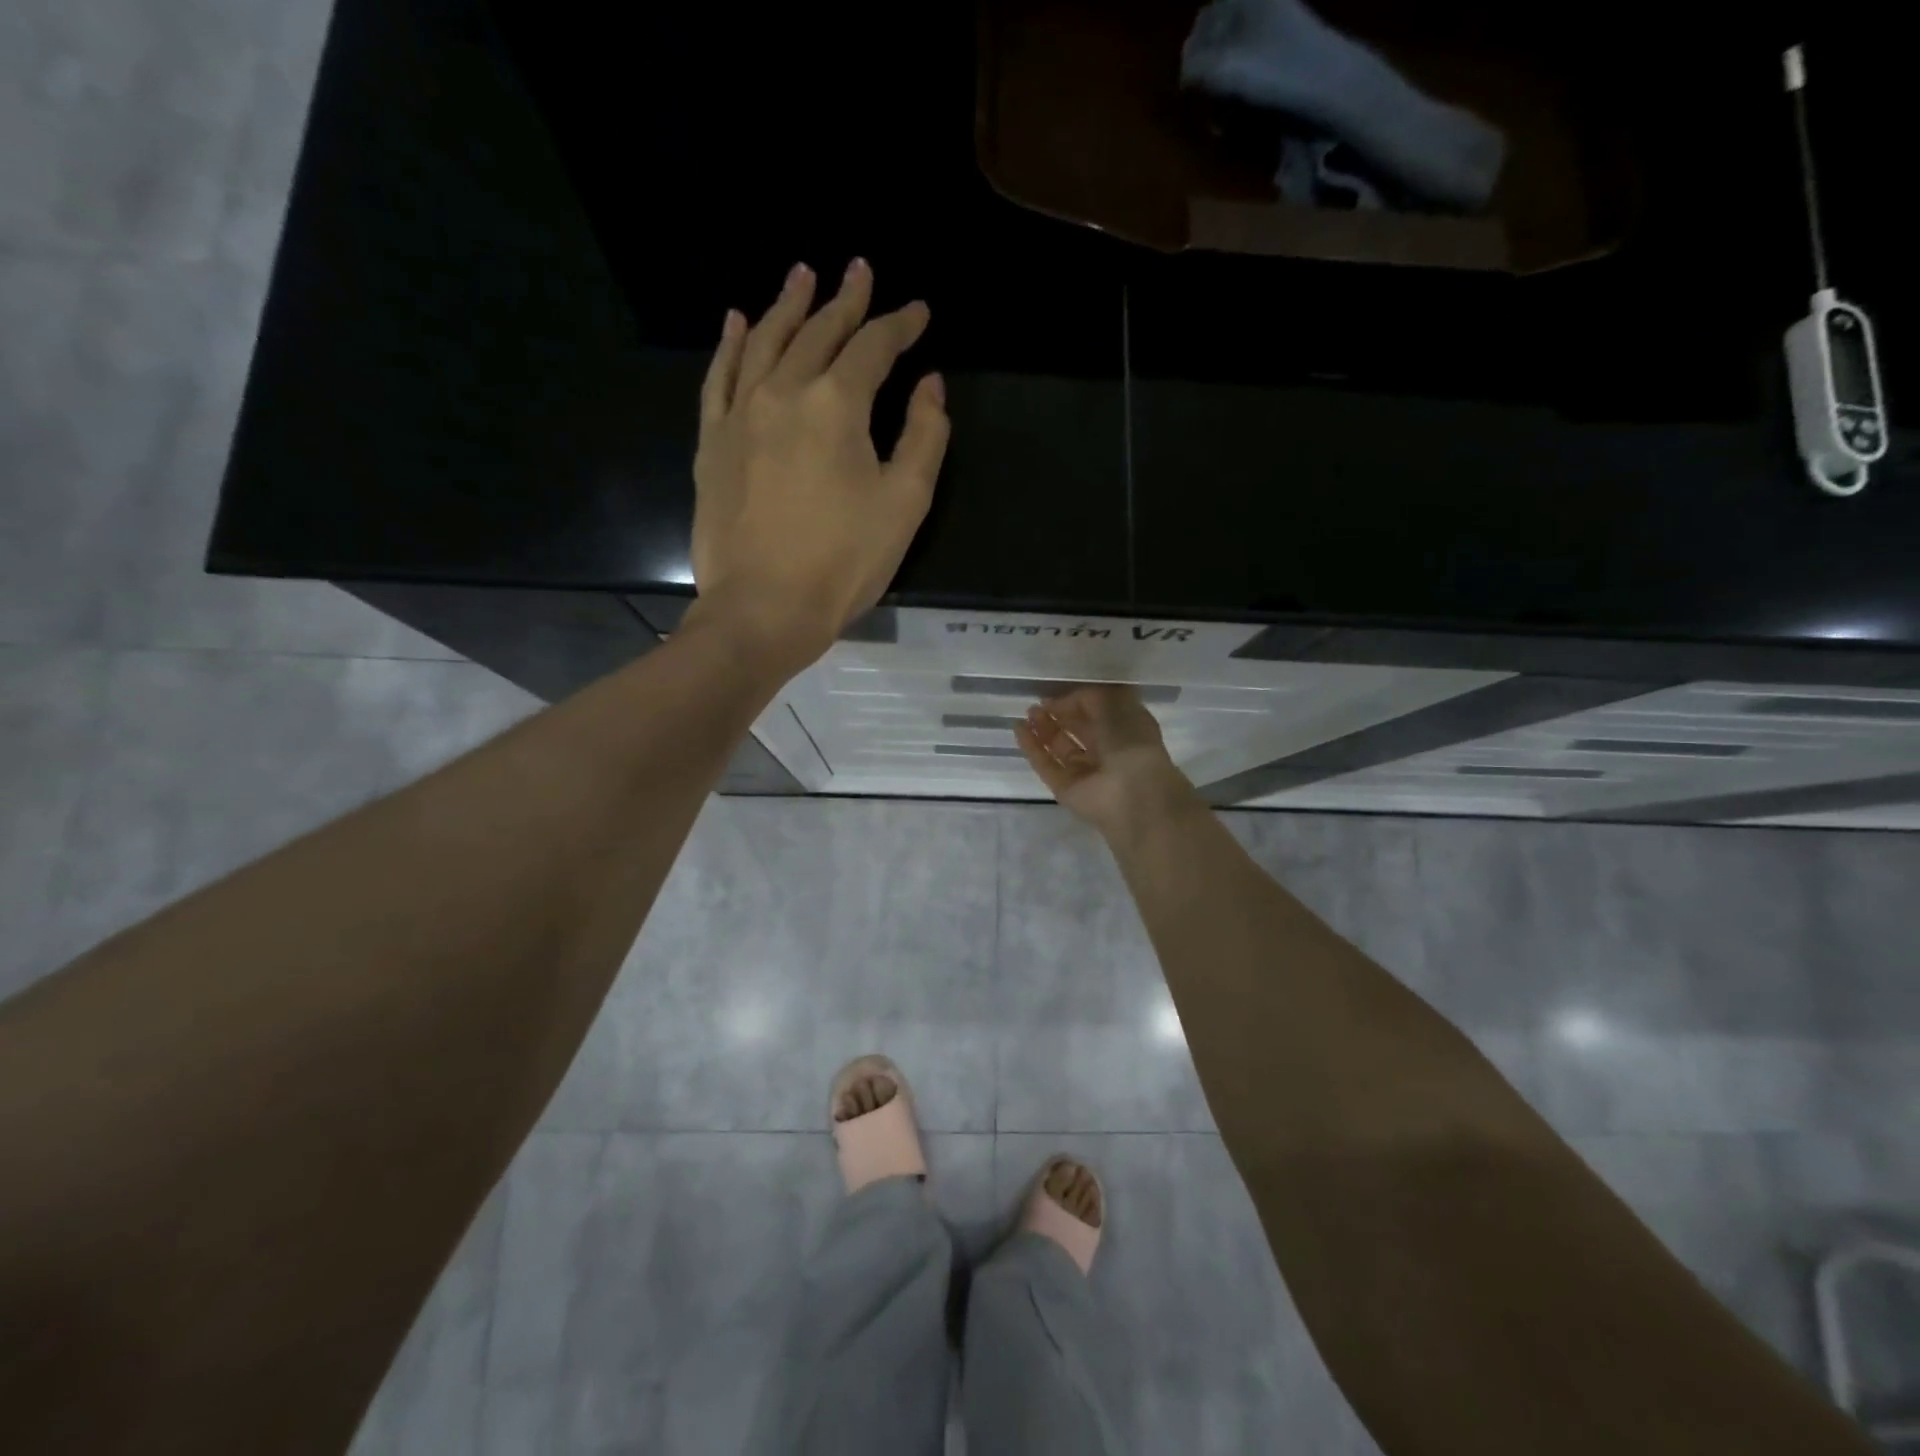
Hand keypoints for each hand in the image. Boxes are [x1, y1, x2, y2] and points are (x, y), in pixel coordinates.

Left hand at [688, 258, 949, 663]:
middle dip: (845, 300)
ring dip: (788, 305)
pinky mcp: (711, 443)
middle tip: (859, 270)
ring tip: (802, 274)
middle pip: (818, 332)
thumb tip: (929, 385)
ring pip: (766, 342)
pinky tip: (738, 321)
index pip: (873, 347)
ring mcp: (740, 414)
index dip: (899, 325)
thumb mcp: (905, 504)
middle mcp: (784, 391)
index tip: (918, 312)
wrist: (763, 608)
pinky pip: (719, 378)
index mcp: (837, 405)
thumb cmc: (844, 562)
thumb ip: (924, 437)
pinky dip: (732, 345)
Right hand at [1014, 686, 1198, 837]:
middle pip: (1078, 729)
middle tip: (1037, 704)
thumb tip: (1063, 701)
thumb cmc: (1130, 742)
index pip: (1098, 711)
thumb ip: (1088, 697)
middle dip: (1058, 715)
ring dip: (1044, 729)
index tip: (1058, 692)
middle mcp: (1107, 750)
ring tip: (1027, 714)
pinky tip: (1018, 728)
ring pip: (1060, 747)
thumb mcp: (1115, 704)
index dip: (1078, 700)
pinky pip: (1046, 764)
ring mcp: (1085, 772)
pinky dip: (1032, 747)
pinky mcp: (1066, 788)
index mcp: (1127, 729)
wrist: (1132, 794)